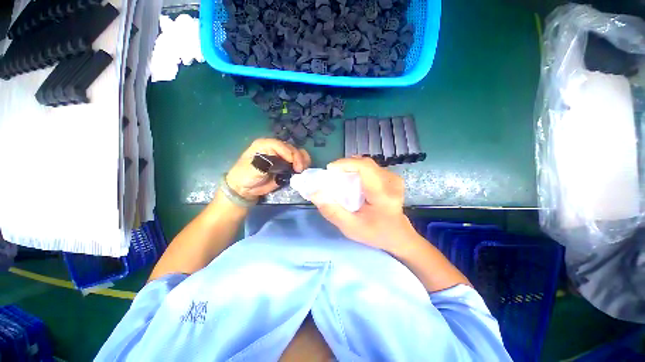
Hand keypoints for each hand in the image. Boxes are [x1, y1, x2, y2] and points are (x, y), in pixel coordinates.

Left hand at [226, 139, 310, 200]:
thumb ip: (268, 162)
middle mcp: (276, 148)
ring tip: (303, 170)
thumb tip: (284, 163)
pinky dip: (303, 165)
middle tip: (300, 170)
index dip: (291, 154)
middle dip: (299, 158)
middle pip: (292, 148)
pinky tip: (303, 171)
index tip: (295, 167)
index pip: (282, 146)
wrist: (245, 188)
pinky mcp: (287, 165)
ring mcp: (282, 156)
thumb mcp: (253, 168)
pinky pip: (298, 162)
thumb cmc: (245, 176)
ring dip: (303, 161)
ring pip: (298, 153)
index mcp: (266, 144)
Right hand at [310, 157, 417, 253]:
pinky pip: (371, 168)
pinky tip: (353, 181)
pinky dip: (358, 171)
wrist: (398, 236)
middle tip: (333, 175)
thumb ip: (332, 211)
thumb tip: (315, 193)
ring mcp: (393, 178)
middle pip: (364, 163)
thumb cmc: (375, 233)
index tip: (330, 170)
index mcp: (383, 194)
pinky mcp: (392, 178)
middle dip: (345, 166)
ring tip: (341, 178)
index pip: (365, 167)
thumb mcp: (350, 227)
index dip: (345, 163)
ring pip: (367, 164)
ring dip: (351, 168)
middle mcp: (391, 181)